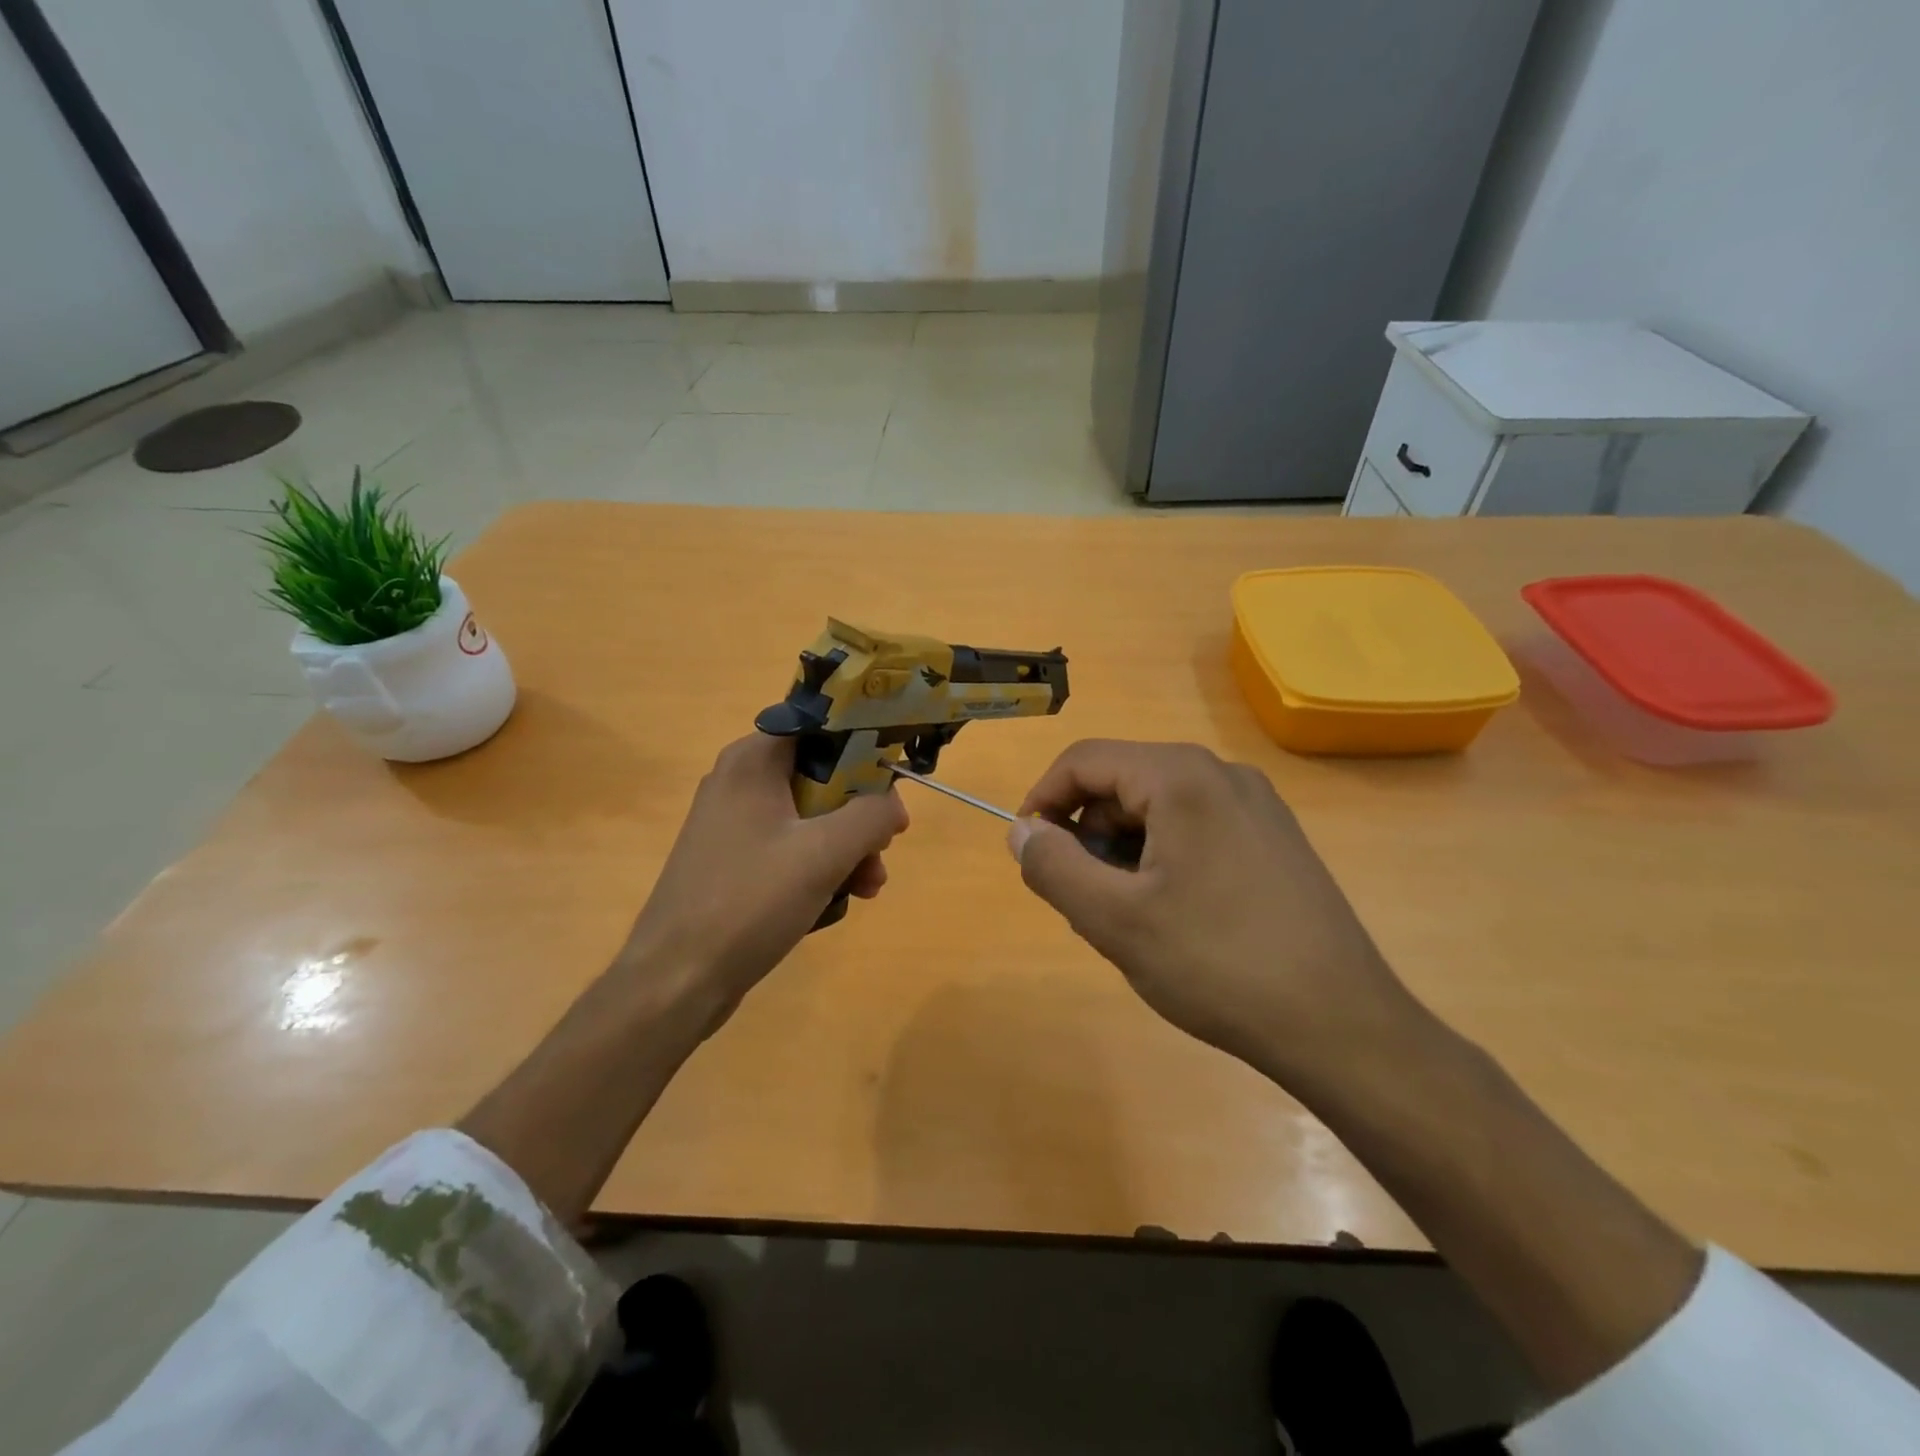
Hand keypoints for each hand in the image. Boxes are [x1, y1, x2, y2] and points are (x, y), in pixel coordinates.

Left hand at [619, 733, 908, 1034]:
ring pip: (811, 818)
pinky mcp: (734, 861)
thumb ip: (871, 816)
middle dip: (860, 815)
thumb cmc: (751, 901)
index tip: (893, 785)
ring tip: (868, 887)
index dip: (865, 750)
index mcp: (752, 761)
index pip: (821, 728)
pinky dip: (820, 867)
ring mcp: (734, 824)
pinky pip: (790, 848)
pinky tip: (840, 900)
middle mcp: (739, 781)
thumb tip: (893, 804)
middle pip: (821, 777)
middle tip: (884, 848)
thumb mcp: (824, 853)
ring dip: (847, 848)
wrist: (676, 980)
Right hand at [1011, 740, 1413, 1088]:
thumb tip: (1021, 830)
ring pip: (1156, 810)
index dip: (1042, 801)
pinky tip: (1170, 919)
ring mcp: (1254, 805)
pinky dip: (1161, 861)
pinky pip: (1193, 830)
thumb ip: (1053, 866)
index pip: (1084, 761)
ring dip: (1122, 854)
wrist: (1341, 1026)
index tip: (1028, 854)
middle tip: (1083, 904)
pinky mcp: (1272, 839)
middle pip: (1121, 784)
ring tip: (1127, 921)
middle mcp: (1221, 773)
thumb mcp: (1115, 920)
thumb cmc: (1217, 965)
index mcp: (1181, 777)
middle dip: (1087, 836)